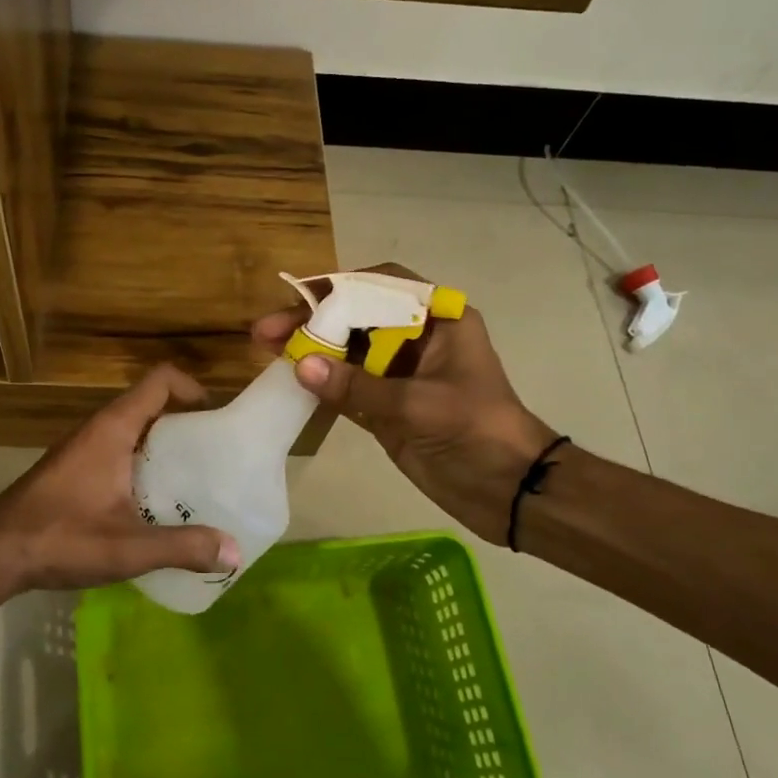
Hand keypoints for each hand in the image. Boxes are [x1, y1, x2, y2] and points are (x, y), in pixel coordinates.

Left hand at [0, 364, 242, 596]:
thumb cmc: (60, 537)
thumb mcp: (128, 547)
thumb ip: (182, 547)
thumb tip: (234, 552)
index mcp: (113, 429)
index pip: (160, 381)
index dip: (192, 388)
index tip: (217, 419)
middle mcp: (97, 429)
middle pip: (150, 406)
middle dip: (185, 423)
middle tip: (215, 456)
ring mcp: (82, 450)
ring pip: (133, 432)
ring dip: (163, 448)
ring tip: (193, 482)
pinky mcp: (72, 472)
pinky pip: (117, 453)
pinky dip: (141, 466)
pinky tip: (152, 506)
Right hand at [253, 263, 557, 545]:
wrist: (510, 491)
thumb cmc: (478, 432)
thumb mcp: (420, 405)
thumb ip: (358, 386)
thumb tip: (300, 366)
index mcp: (438, 320)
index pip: (381, 286)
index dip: (338, 287)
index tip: (299, 298)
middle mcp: (416, 338)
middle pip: (355, 316)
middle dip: (312, 320)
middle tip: (266, 331)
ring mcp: (399, 373)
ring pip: (346, 350)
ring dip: (310, 349)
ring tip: (266, 349)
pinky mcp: (386, 405)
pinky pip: (345, 385)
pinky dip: (319, 382)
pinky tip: (288, 379)